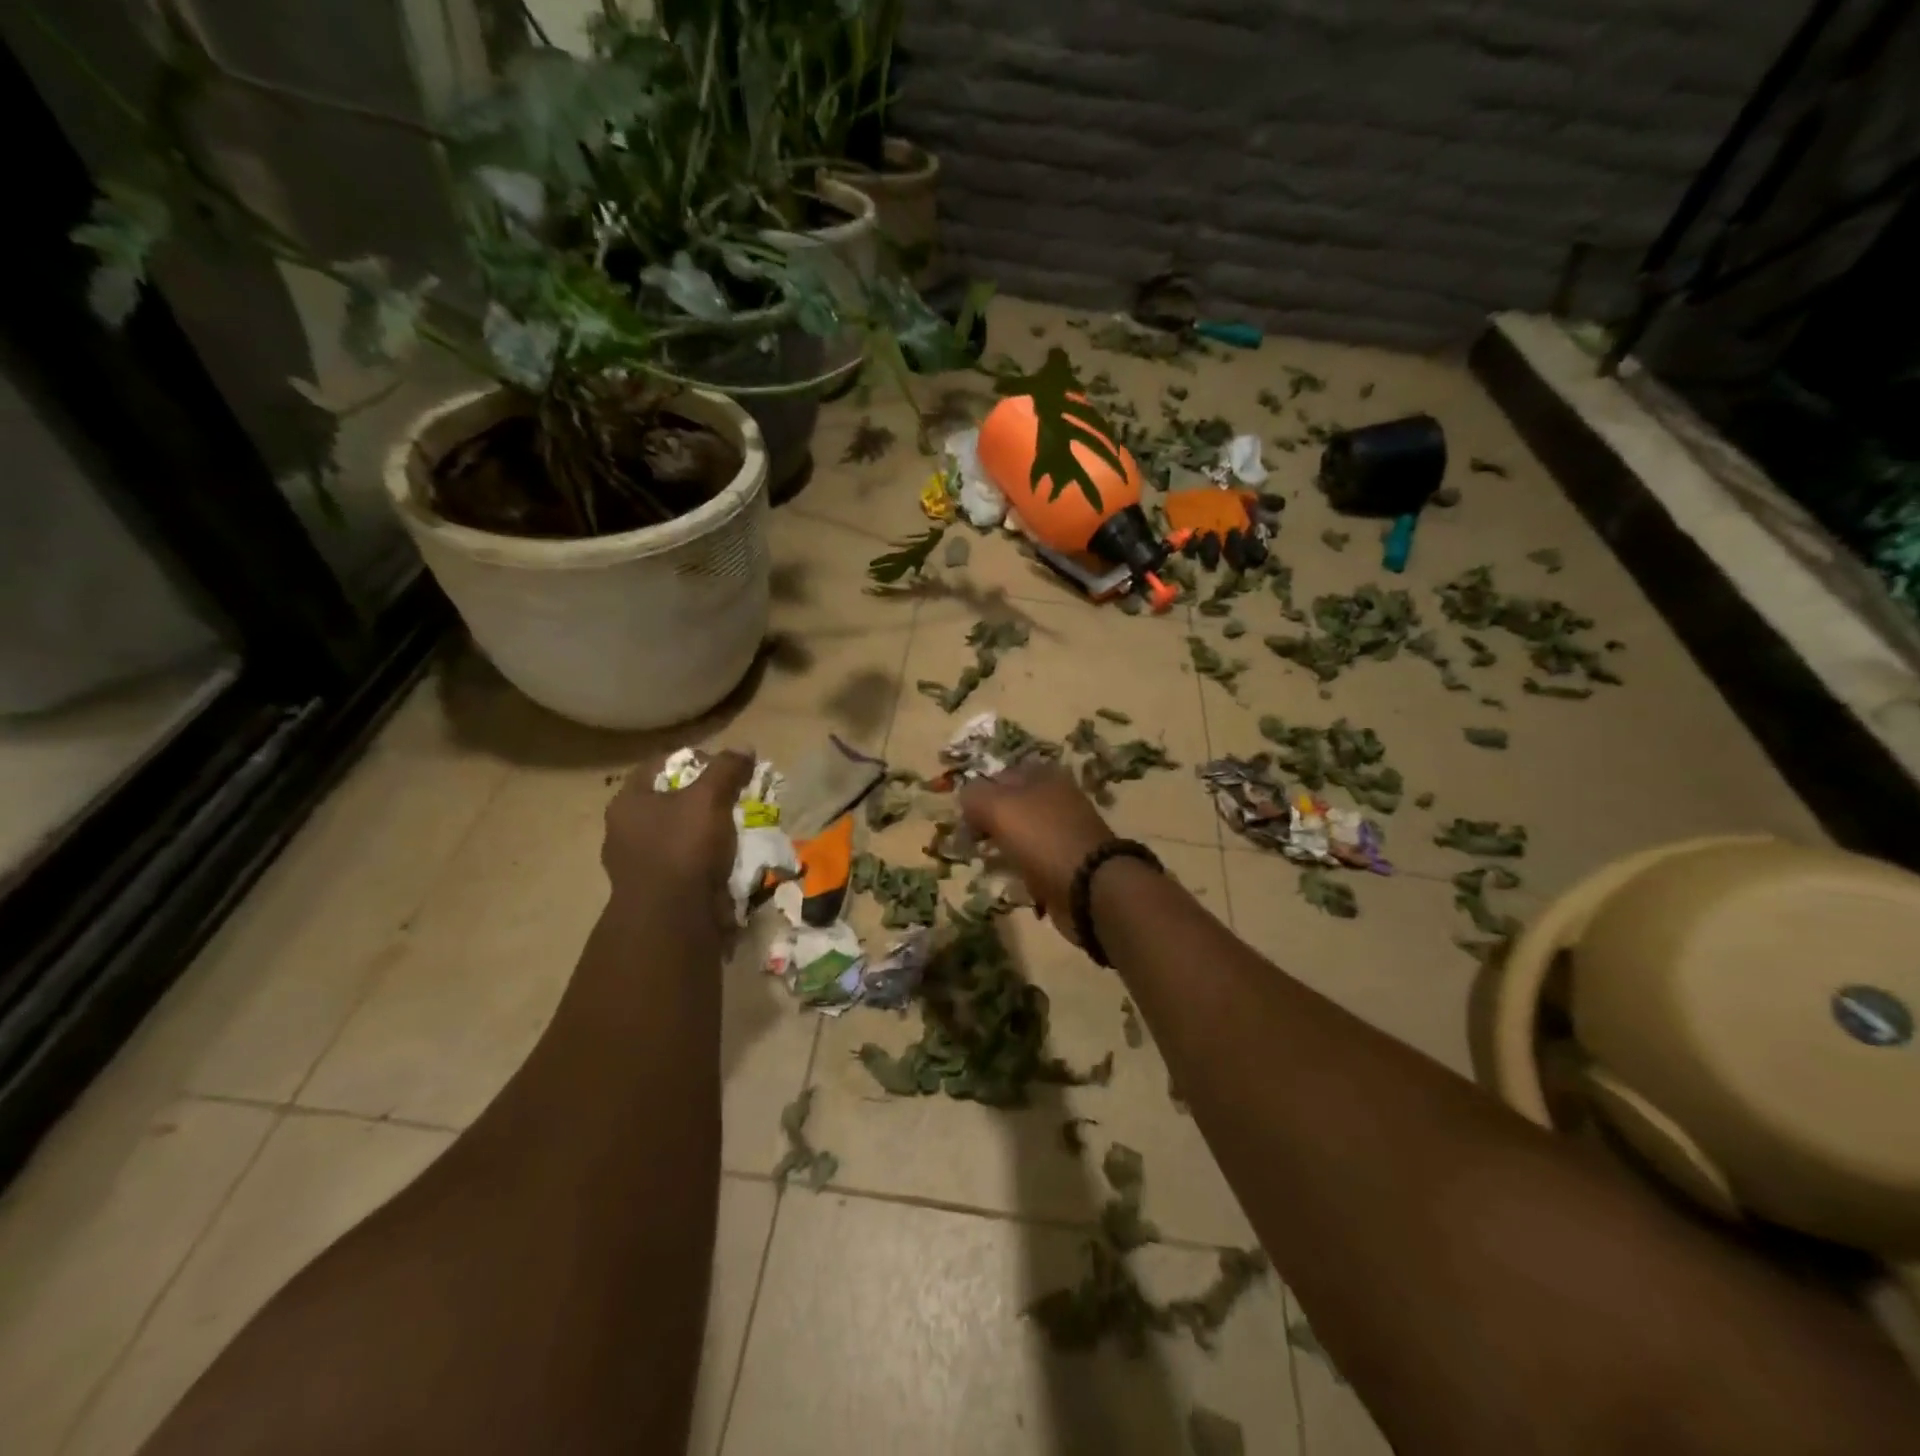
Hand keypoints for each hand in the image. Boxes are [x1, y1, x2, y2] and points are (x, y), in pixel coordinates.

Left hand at [604, 750, 753, 928]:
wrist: (673, 918)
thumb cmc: (683, 847)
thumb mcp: (709, 798)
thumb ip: (726, 770)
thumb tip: (745, 748)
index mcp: (627, 804)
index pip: (656, 766)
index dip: (690, 759)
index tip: (721, 766)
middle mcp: (624, 832)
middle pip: (668, 801)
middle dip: (702, 797)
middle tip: (732, 796)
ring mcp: (637, 865)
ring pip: (677, 834)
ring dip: (705, 830)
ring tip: (735, 827)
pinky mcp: (655, 891)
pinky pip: (684, 864)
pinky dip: (704, 858)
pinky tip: (727, 857)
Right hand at [957, 762, 1114, 942]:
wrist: (1089, 887)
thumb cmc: (1042, 838)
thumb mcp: (998, 807)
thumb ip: (974, 795)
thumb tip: (965, 797)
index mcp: (1042, 776)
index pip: (999, 775)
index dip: (977, 794)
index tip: (961, 819)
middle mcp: (1055, 798)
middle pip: (1009, 805)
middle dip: (986, 822)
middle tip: (969, 843)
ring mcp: (1062, 831)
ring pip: (1020, 834)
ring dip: (1000, 848)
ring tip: (986, 862)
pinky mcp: (1065, 862)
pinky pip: (1032, 860)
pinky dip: (1018, 868)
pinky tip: (1008, 880)